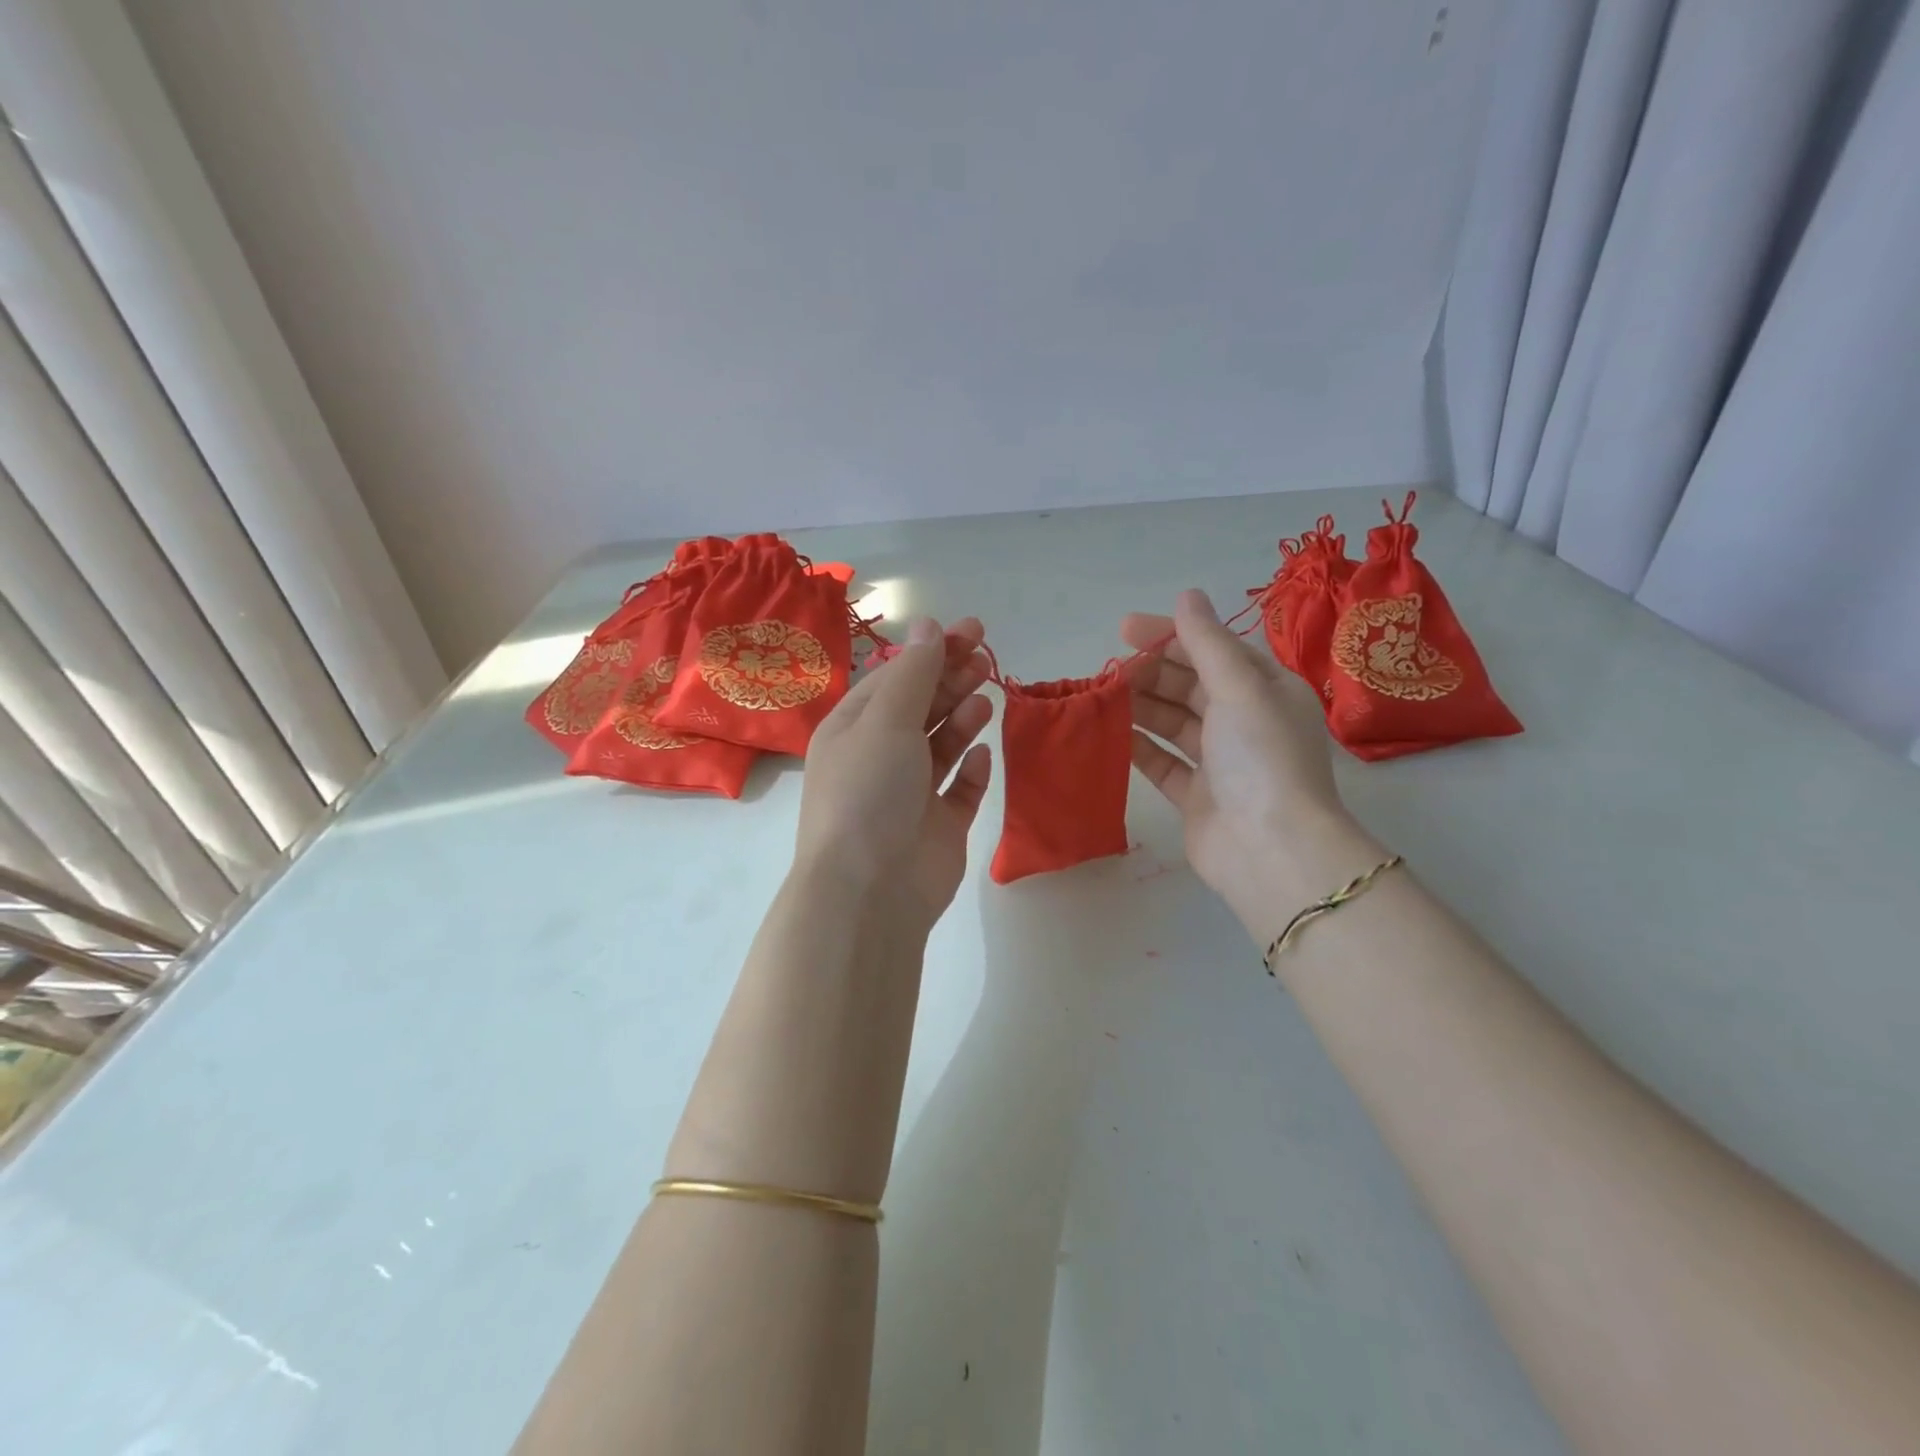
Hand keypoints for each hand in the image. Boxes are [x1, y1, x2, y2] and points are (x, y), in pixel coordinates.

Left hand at [796, 616, 993, 928]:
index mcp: (854, 729)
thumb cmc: (869, 792)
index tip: (973, 631)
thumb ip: (914, 673)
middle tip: (985, 661)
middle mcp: (879, 757)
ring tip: (983, 701)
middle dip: (952, 680)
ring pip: (941, 746)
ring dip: (962, 719)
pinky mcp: (938, 826)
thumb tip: (927, 624)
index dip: (933, 651)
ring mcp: (909, 794)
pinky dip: (971, 770)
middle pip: (920, 708)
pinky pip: (959, 790)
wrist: (871, 891)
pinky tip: (982, 756)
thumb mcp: (887, 721)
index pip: (896, 678)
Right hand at [1123, 590, 1377, 936]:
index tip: (1124, 629)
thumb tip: (1187, 594)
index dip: (1171, 635)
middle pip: (1190, 685)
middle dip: (1150, 673)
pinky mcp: (1197, 797)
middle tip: (1108, 670)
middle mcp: (1245, 722)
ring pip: (1173, 723)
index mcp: (1266, 690)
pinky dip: (1139, 747)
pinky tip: (1109, 735)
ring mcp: (1221, 762)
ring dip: (1140, 707)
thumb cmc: (1261, 758)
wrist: (1271, 851)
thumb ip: (1207, 642)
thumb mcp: (1239, 688)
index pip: (1214, 650)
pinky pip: (1163, 763)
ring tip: (1101, 697)